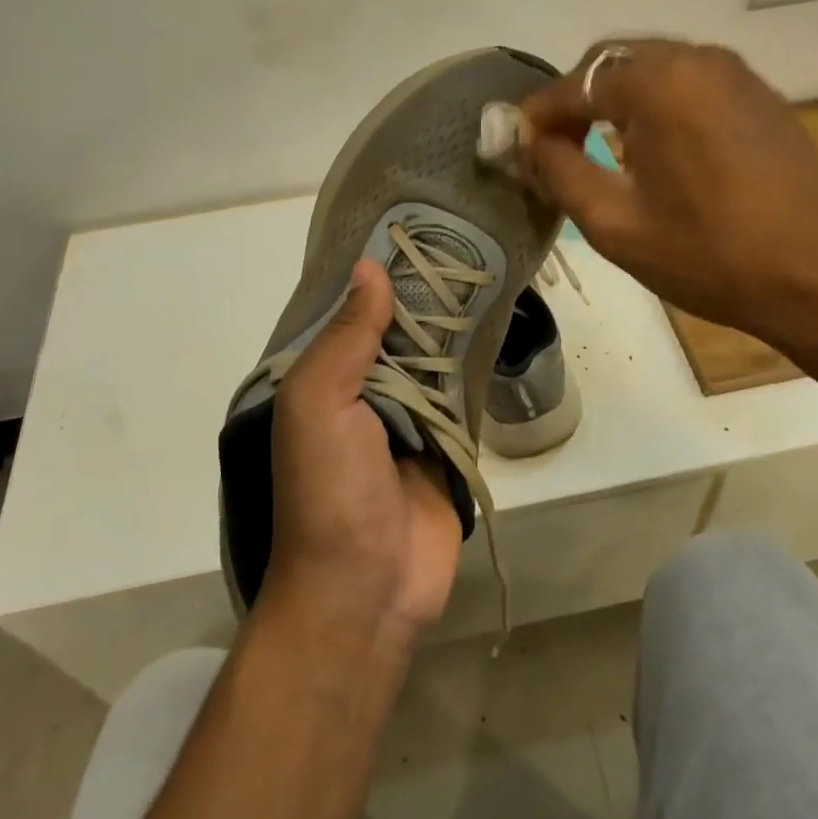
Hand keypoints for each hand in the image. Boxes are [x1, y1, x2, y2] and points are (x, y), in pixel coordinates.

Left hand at [260, 259, 462, 646]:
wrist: (366, 591)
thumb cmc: (330, 490)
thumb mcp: (319, 404)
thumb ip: (346, 337)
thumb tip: (369, 266)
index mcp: (323, 378)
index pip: (352, 311)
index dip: (380, 273)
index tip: (417, 228)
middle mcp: (362, 391)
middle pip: (396, 330)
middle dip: (425, 294)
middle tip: (467, 241)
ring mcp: (406, 418)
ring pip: (432, 358)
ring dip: (454, 326)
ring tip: (487, 268)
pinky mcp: (444, 443)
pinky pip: (460, 394)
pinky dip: (475, 366)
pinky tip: (498, 325)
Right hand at [516, 39, 817, 346]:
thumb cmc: (711, 255)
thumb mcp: (615, 223)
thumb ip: (559, 170)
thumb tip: (529, 140)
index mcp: (658, 82)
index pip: (574, 84)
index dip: (537, 115)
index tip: (514, 146)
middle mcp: (696, 58)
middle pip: (611, 62)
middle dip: (575, 100)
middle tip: (554, 147)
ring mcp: (734, 72)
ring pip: (650, 67)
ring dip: (614, 99)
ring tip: (597, 147)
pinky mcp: (758, 93)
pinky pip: (688, 81)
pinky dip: (655, 102)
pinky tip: (652, 146)